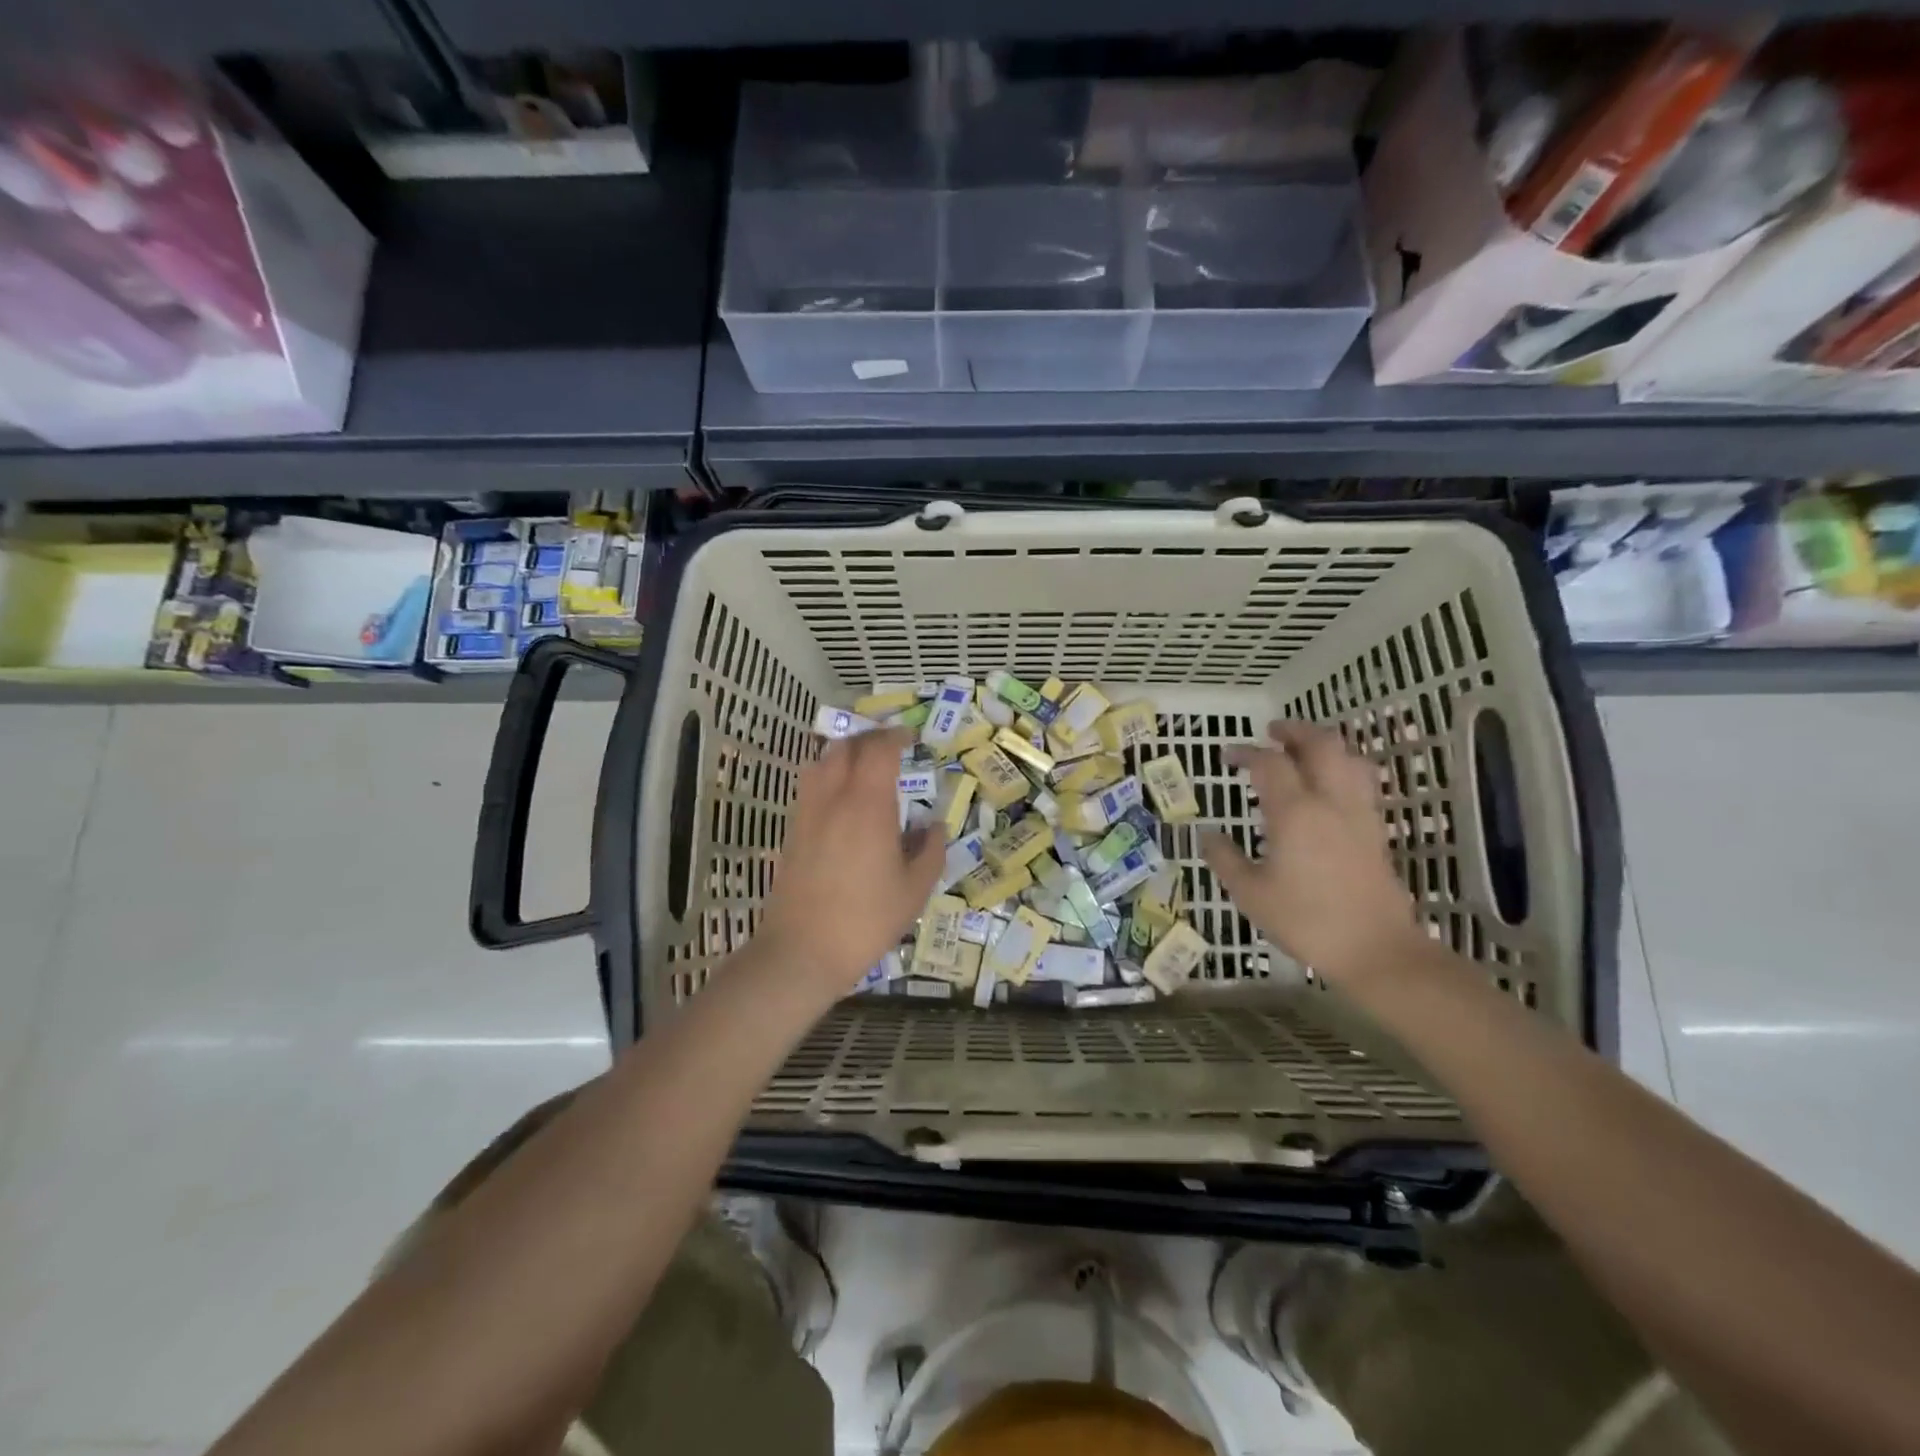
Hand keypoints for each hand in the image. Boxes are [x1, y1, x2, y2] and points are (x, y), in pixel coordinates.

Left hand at [754, 727, 943, 996]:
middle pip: (846, 747)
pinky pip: (809, 786)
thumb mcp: (915, 889)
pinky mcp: (792, 831)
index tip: (912, 739)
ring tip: (864, 768)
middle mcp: (833, 798)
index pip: (879, 750)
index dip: (896, 736)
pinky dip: (827, 776)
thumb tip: (933, 825)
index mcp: (868, 805)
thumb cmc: (867, 919)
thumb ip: (931, 850)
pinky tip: (842, 800)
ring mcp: (807, 812)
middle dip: (870, 739)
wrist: (802, 950)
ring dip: (844, 754)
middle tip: (891, 748)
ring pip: (821, 761)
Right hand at [1202, 721, 1419, 986]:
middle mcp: (1330, 801)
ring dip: (1325, 744)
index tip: (1228, 755)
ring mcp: (1359, 813)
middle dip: (1294, 730)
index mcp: (1294, 812)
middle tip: (1272, 731)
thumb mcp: (1250, 894)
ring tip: (1304, 750)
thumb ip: (1225, 859)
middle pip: (1320, 744)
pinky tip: (1330, 784)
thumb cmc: (1305, 921)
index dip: (1246, 752)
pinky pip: (1363, 781)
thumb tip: (1208, 835)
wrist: (1375, 949)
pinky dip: (1344, 768)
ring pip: (1349, 757)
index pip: (1269, 763)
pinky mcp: (1376, 829)